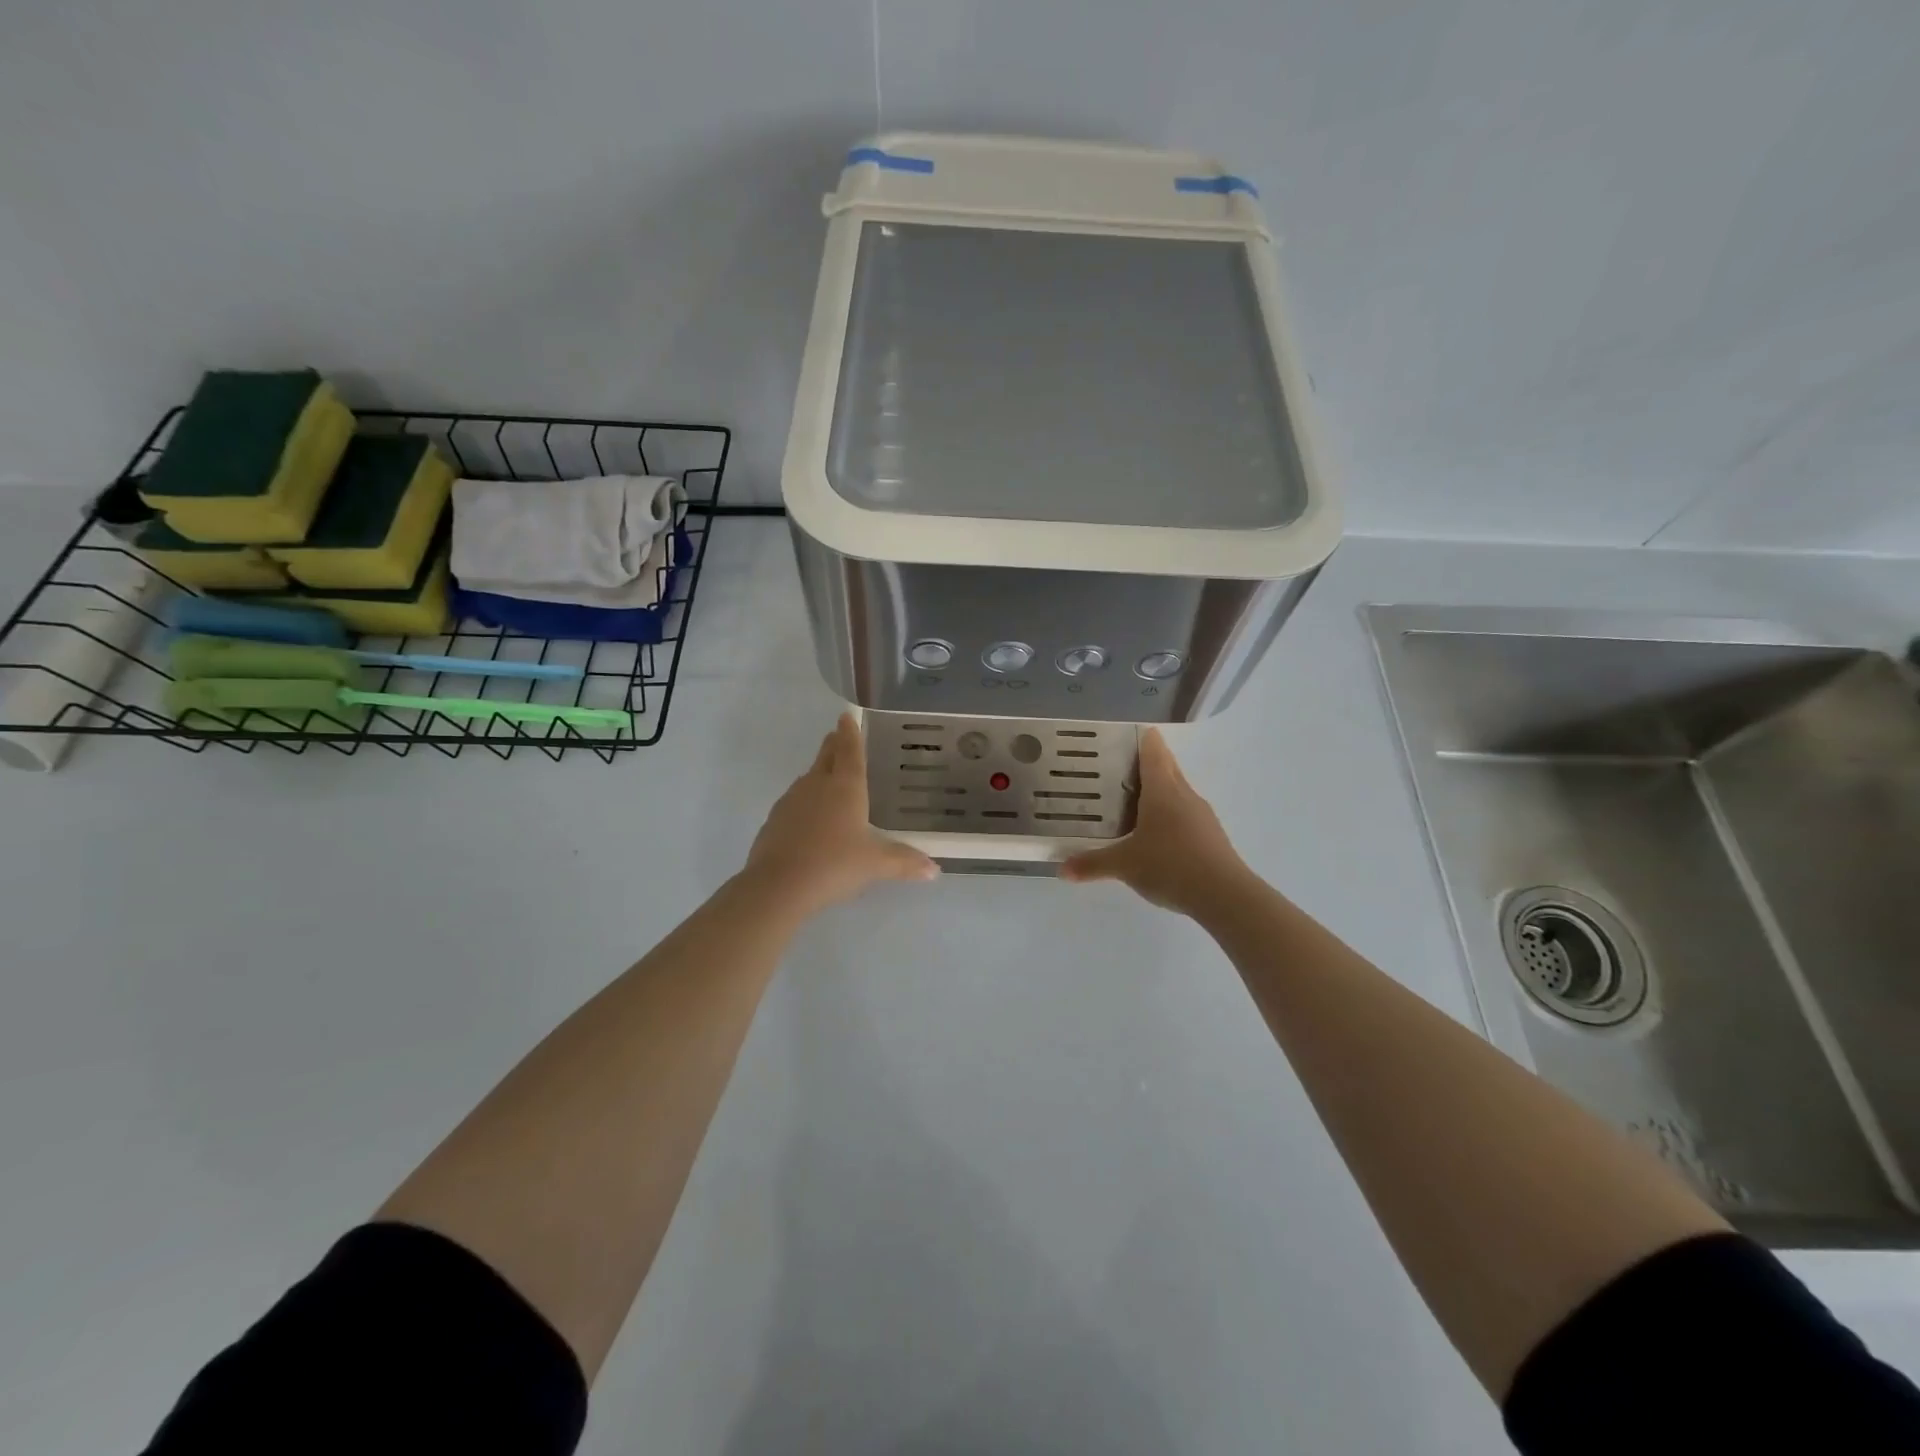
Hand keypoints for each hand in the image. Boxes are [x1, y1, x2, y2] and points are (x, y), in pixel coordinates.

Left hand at [743, 712, 938, 916]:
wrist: (778, 885)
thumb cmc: (835, 864)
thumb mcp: (875, 865)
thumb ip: (904, 862)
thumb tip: (934, 870)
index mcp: (845, 787)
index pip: (850, 751)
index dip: (850, 733)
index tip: (846, 716)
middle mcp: (817, 785)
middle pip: (826, 757)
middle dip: (833, 745)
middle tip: (838, 736)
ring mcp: (791, 801)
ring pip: (808, 779)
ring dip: (819, 774)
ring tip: (828, 779)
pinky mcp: (774, 820)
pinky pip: (794, 803)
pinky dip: (805, 803)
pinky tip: (810, 820)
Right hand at [1060, 728, 1250, 917]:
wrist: (1224, 895)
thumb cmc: (1170, 865)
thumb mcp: (1124, 865)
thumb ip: (1092, 864)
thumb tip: (1061, 869)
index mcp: (1162, 791)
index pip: (1154, 753)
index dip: (1144, 739)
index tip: (1133, 732)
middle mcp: (1184, 795)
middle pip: (1168, 768)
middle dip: (1150, 762)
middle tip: (1124, 764)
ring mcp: (1201, 816)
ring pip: (1178, 792)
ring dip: (1161, 790)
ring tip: (1136, 799)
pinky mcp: (1211, 836)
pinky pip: (1186, 814)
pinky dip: (1171, 815)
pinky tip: (1158, 834)